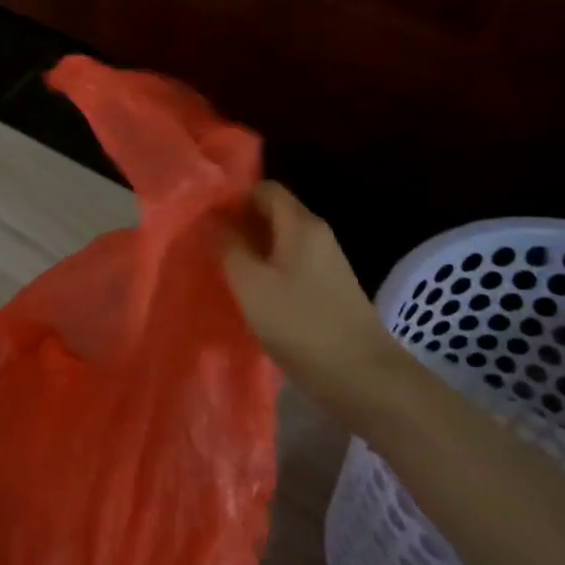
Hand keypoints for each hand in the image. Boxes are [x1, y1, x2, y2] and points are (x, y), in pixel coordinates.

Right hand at [221, 182, 400, 416]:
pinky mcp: (328, 287)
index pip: (264, 189)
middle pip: (273, 212)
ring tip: (220, 266)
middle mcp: (317, 234)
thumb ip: (229, 247)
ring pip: (280, 240)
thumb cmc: (300, 323)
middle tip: (205, 242)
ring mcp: (326, 262)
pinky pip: (290, 263)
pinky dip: (267, 268)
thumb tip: (212, 219)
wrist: (360, 375)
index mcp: (301, 224)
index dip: (233, 197)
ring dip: (251, 248)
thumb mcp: (251, 284)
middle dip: (239, 223)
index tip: (203, 217)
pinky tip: (249, 291)